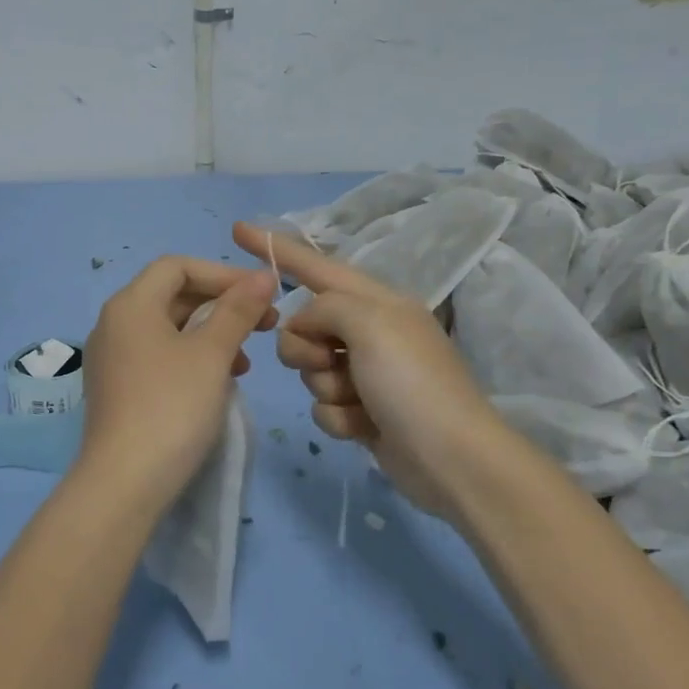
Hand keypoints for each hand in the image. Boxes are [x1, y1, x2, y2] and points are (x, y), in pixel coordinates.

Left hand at [75, 256, 277, 508]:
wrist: (125, 483)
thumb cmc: (172, 407)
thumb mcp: (213, 354)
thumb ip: (238, 310)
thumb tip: (263, 276)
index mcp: (130, 305)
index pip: (178, 266)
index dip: (223, 273)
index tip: (262, 294)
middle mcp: (114, 324)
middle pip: (173, 295)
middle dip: (221, 304)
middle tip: (265, 323)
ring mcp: (112, 359)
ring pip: (169, 329)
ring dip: (211, 333)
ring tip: (246, 359)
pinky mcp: (118, 389)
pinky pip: (159, 356)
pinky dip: (192, 358)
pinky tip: (219, 382)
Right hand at [233, 221, 507, 520]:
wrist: (451, 459)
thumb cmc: (411, 382)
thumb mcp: (369, 324)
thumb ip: (325, 308)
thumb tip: (307, 328)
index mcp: (376, 301)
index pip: (316, 265)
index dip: (276, 248)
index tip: (236, 229)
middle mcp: (370, 331)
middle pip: (303, 325)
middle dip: (305, 347)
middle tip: (329, 361)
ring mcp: (366, 374)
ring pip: (309, 369)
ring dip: (326, 387)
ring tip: (358, 400)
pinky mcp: (362, 412)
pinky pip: (323, 405)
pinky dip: (338, 417)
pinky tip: (364, 427)